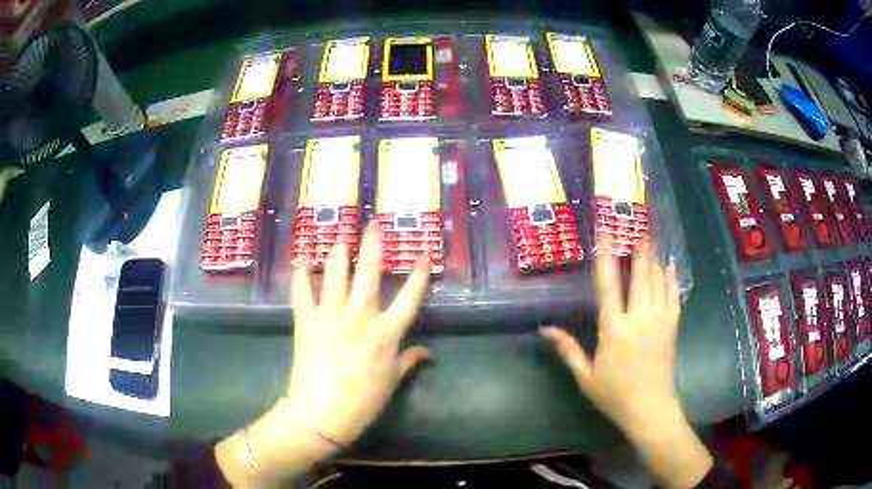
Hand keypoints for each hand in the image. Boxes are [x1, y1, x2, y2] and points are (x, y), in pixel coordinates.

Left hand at [286, 226, 431, 445]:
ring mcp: (330, 315)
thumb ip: (409, 361)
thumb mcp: (391, 382)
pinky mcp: (306, 320)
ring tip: (340, 236)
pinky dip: (301, 275)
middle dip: (372, 244)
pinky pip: (302, 291)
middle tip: (373, 222)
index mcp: (386, 334)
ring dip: (338, 251)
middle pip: (369, 272)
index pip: (409, 297)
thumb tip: (427, 352)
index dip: (419, 272)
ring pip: (335, 273)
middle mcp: (360, 317)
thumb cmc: (362, 402)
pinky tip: (301, 261)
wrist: (320, 414)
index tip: (423, 251)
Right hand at [541, 239, 711, 488]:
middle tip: (637, 227)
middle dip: (638, 250)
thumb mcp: (586, 377)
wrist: (650, 408)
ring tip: (651, 238)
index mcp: (614, 330)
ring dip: (653, 259)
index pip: (609, 286)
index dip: (606, 258)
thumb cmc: (615, 394)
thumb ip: (567, 350)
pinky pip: (673, 297)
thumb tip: (545, 329)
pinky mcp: (672, 328)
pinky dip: (671, 280)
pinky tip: (670, 267)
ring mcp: (659, 321)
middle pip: (639, 277)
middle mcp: (638, 319)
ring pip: (657, 283)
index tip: (606, 235)